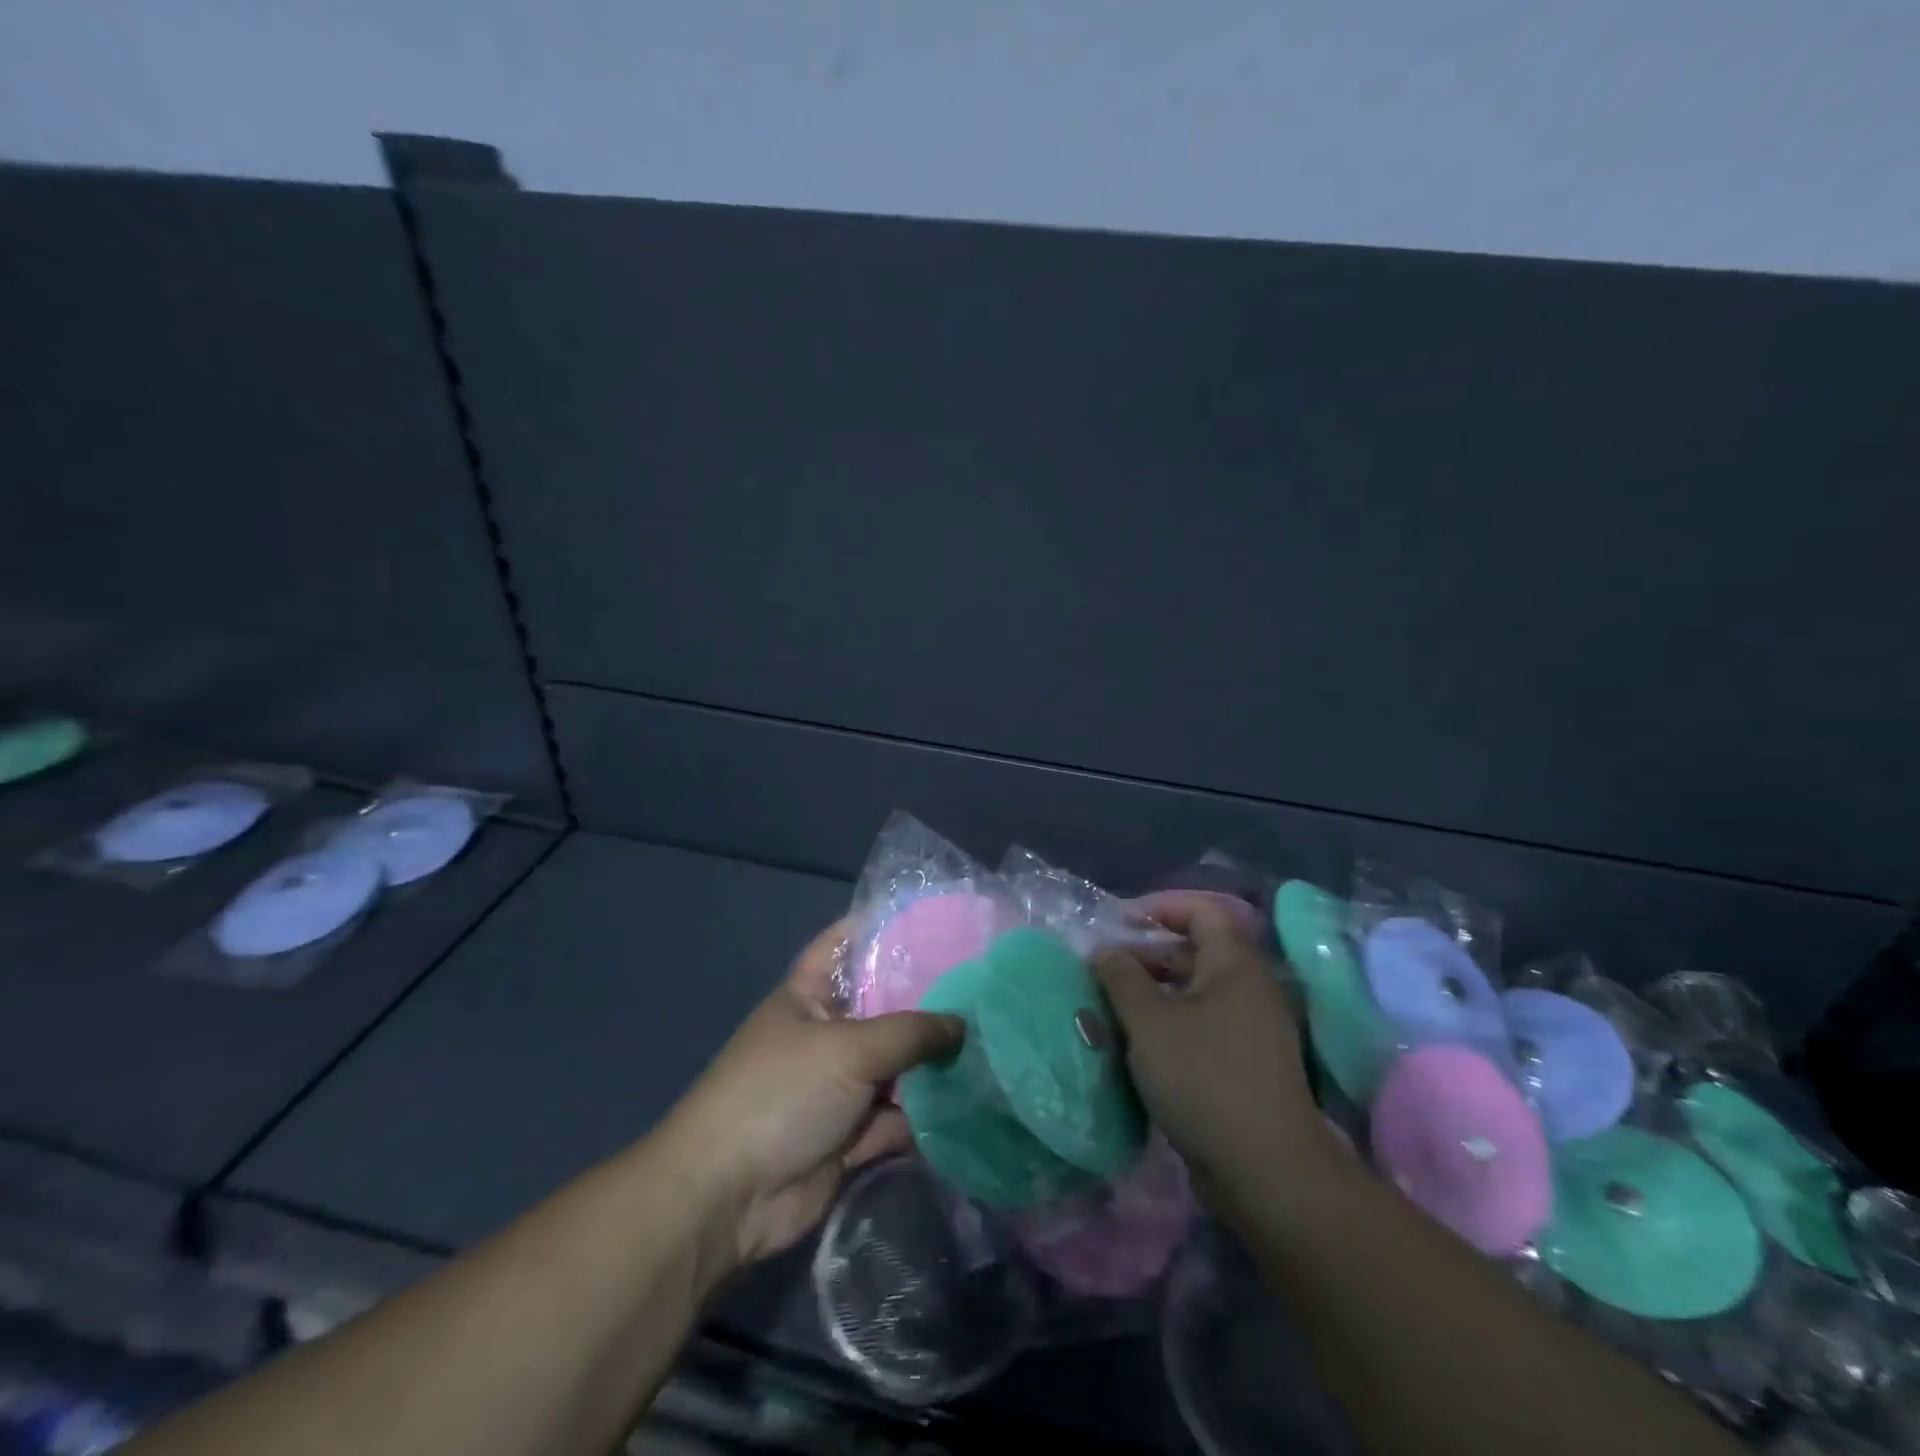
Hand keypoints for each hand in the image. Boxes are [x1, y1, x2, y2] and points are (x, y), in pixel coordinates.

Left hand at [662, 919, 963, 1266]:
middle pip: (884, 1006)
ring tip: (994, 1039)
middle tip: (985, 982)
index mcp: (810, 995)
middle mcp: (827, 1033)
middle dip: (927, 998)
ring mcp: (839, 1085)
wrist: (729, 1197)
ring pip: (897, 1064)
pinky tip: (975, 1100)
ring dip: (933, 1061)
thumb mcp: (849, 1049)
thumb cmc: (782, 1094)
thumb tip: (962, 1024)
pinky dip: (926, 1114)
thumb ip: (911, 1032)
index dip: (884, 926)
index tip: (936, 919)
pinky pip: (898, 1115)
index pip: (847, 944)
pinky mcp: (851, 1133)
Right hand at [1095, 893, 1329, 1208]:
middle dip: (1146, 956)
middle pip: (1195, 951)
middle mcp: (1249, 989)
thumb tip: (1104, 950)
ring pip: (1194, 993)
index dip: (1160, 907)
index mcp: (1235, 965)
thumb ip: (1121, 978)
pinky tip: (1136, 1047)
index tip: (1119, 923)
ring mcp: (1250, 1030)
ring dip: (1152, 995)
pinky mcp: (1244, 1065)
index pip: (1202, 911)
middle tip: (1104, 972)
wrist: (1266, 1171)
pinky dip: (1167, 1026)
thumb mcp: (1149, 1022)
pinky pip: (1201, 1027)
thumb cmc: (1204, 1078)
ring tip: (1110, 1010)